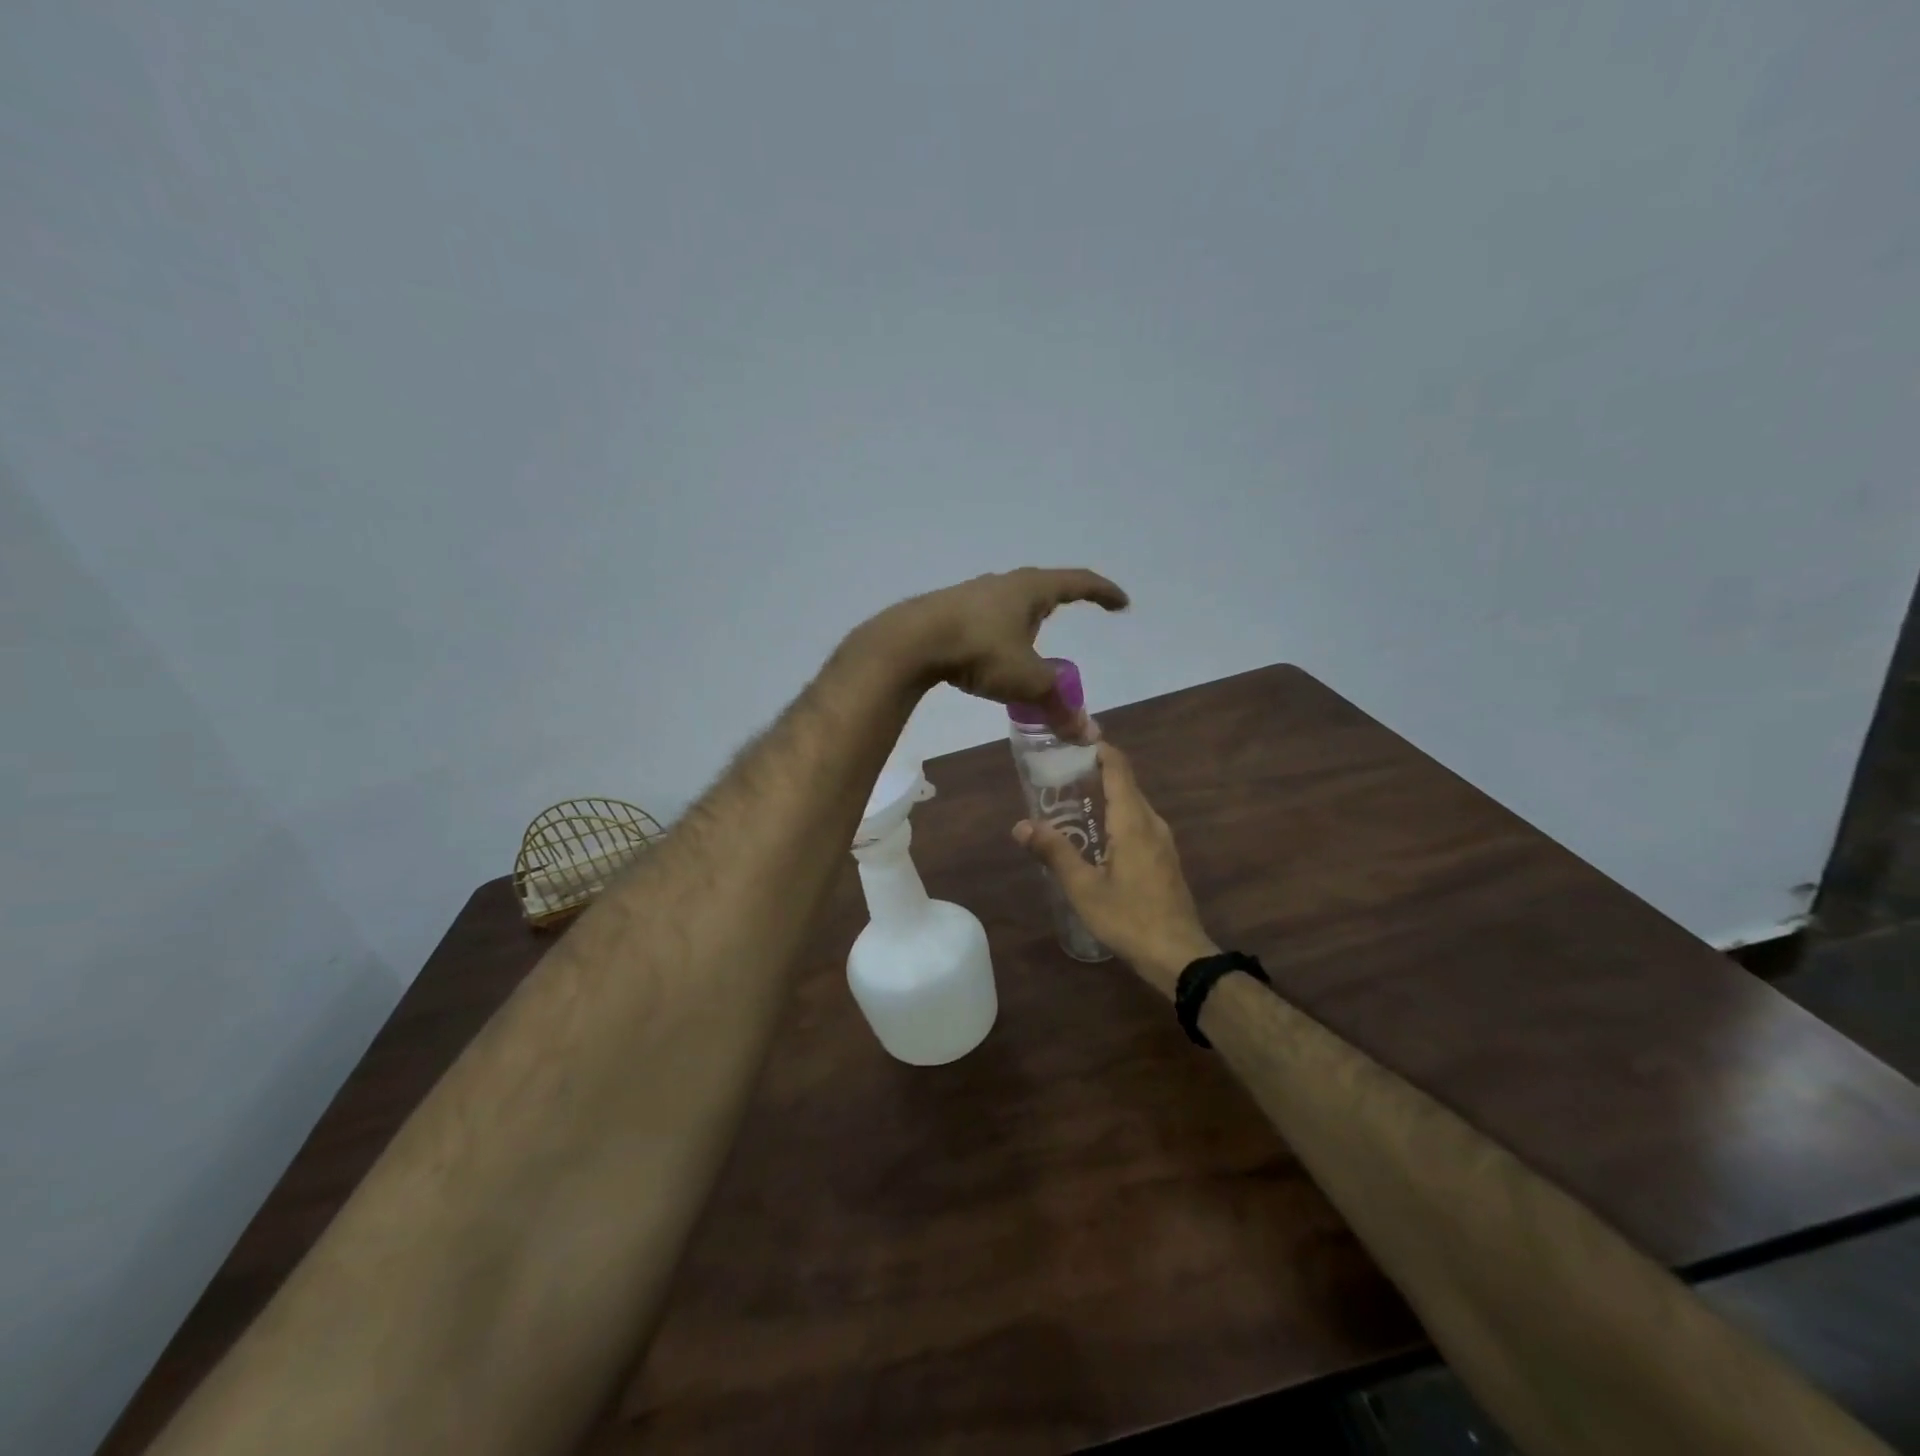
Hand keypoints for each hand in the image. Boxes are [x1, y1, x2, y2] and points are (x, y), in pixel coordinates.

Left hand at [869, 567, 1129, 724]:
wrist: (911, 641)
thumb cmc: (980, 651)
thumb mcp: (1026, 681)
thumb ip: (1058, 705)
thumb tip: (1087, 733)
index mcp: (1031, 589)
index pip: (1078, 582)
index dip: (1103, 592)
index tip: (1121, 603)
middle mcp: (1004, 583)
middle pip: (1042, 586)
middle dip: (1060, 600)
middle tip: (1071, 615)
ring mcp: (972, 593)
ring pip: (1010, 602)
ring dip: (1025, 617)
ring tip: (1030, 639)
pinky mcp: (947, 609)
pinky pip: (986, 616)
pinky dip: (999, 630)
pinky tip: (991, 649)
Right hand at [1013, 742, 1216, 997]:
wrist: (1179, 956)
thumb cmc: (1129, 918)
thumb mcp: (1084, 888)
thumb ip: (1054, 853)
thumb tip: (1021, 825)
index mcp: (1133, 821)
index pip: (1119, 768)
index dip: (1100, 749)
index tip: (1074, 740)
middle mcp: (1152, 823)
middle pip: (1126, 784)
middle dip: (1095, 773)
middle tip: (1059, 776)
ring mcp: (1163, 842)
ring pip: (1133, 806)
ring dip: (1106, 797)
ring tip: (1071, 804)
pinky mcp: (1165, 859)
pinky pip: (1139, 824)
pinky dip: (1116, 817)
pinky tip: (1097, 837)